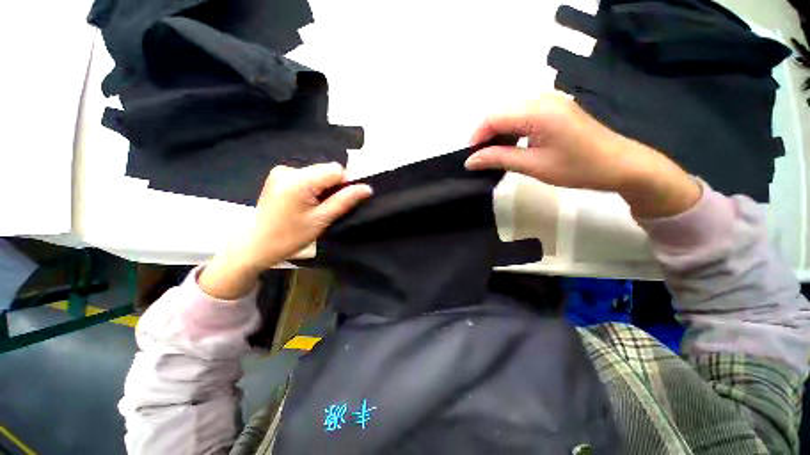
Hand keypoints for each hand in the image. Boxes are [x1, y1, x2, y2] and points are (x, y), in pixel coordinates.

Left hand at [199, 163, 371, 298]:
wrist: (256, 245)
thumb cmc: (290, 237)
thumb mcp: (321, 220)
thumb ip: (345, 201)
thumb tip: (367, 188)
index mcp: (298, 180)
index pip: (336, 170)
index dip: (344, 185)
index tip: (338, 203)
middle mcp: (289, 169)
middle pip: (326, 170)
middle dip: (332, 187)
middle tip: (325, 209)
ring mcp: (281, 171)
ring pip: (318, 173)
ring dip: (323, 188)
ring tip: (313, 208)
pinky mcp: (279, 176)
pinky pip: (307, 176)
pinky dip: (312, 187)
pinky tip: (304, 203)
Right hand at [465, 93, 700, 217]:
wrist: (620, 164)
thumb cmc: (577, 167)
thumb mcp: (533, 165)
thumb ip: (499, 159)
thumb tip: (470, 161)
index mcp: (537, 111)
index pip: (494, 118)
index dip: (477, 137)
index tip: (470, 158)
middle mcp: (542, 99)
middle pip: (500, 112)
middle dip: (485, 135)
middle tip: (481, 158)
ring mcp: (549, 101)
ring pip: (510, 113)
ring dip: (497, 132)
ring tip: (493, 154)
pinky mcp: (554, 108)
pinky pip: (522, 114)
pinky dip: (511, 129)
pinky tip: (511, 145)